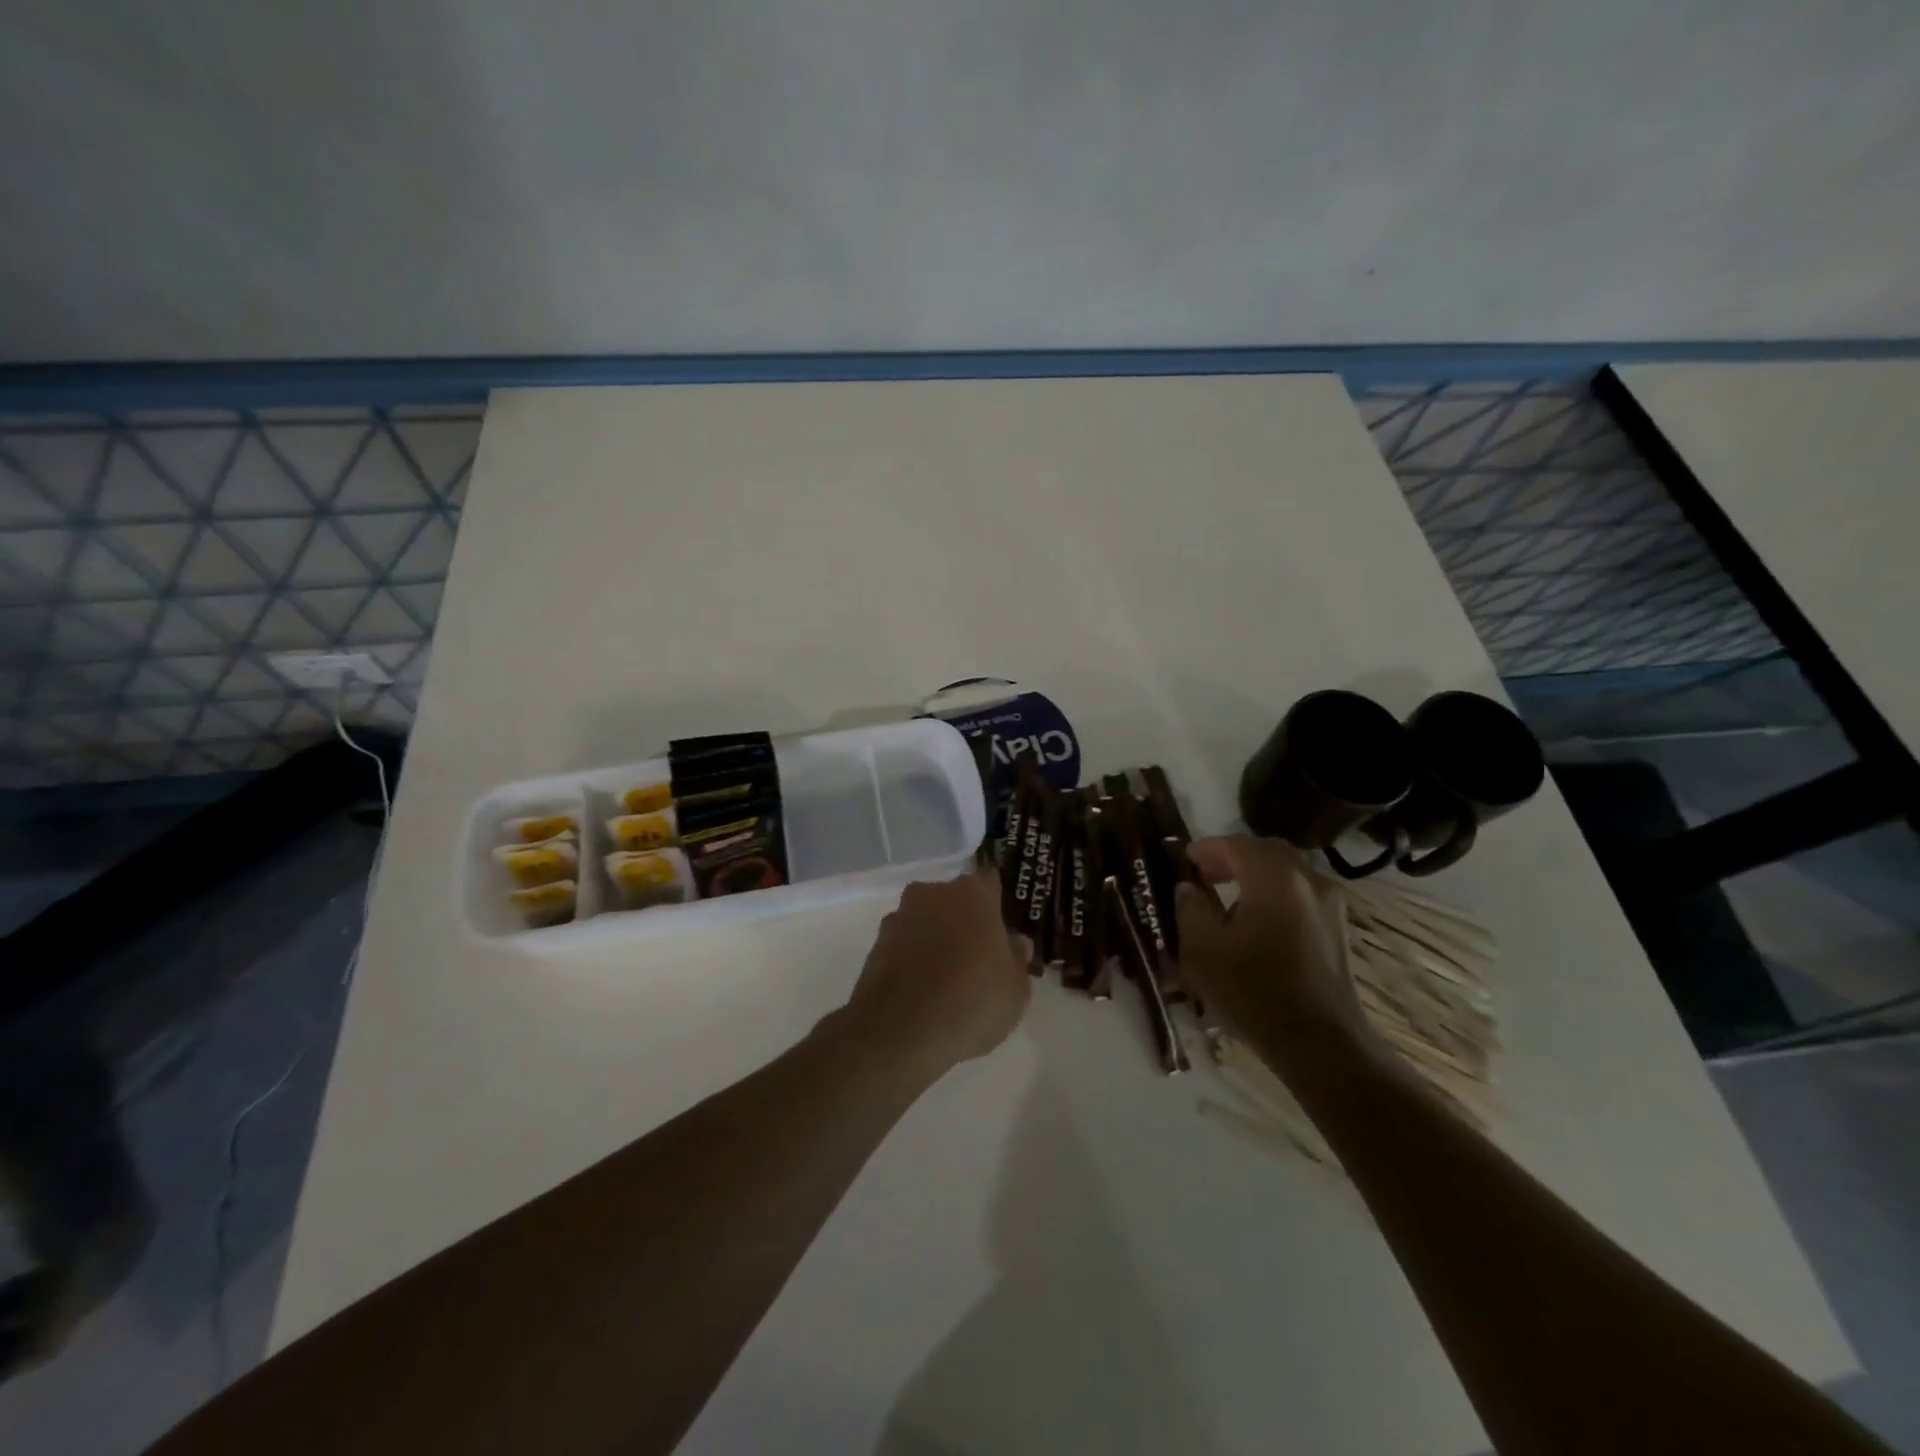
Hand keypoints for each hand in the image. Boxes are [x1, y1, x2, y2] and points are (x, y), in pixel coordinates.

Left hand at [837, 870, 1032, 1083]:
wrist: (900, 1032)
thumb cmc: (972, 1002)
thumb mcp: (1016, 989)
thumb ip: (1016, 959)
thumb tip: (1014, 942)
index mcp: (973, 894)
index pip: (990, 882)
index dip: (997, 904)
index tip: (1004, 928)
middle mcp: (932, 894)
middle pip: (955, 900)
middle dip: (965, 920)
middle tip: (979, 956)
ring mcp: (899, 917)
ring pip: (927, 920)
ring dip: (936, 938)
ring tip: (948, 979)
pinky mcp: (875, 945)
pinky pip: (905, 945)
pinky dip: (914, 959)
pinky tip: (923, 990)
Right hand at [1174, 835, 1381, 1084]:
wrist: (1321, 1045)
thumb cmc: (1254, 992)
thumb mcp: (1202, 950)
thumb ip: (1191, 908)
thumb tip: (1190, 888)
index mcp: (1274, 878)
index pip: (1235, 844)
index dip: (1206, 848)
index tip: (1184, 861)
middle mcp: (1308, 880)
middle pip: (1266, 852)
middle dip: (1232, 857)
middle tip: (1204, 875)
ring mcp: (1329, 904)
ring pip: (1286, 872)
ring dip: (1255, 876)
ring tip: (1226, 899)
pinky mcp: (1336, 929)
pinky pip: (1299, 894)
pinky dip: (1274, 894)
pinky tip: (1255, 923)